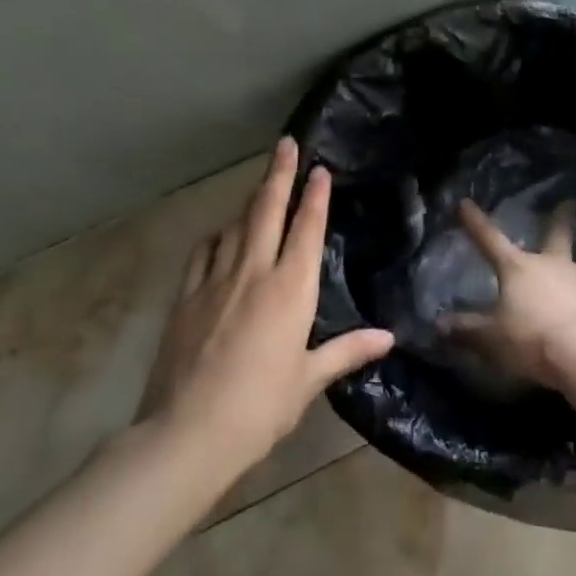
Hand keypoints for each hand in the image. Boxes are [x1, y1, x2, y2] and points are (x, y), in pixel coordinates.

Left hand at [138, 137, 393, 472]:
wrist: (188, 431)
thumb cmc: (261, 406)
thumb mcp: (309, 379)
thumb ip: (348, 350)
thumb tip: (389, 337)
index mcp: (291, 289)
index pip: (307, 228)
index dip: (315, 196)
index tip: (320, 169)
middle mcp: (254, 272)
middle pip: (268, 210)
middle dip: (280, 173)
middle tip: (286, 143)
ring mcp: (216, 280)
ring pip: (236, 225)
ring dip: (251, 201)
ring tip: (261, 185)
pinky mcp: (186, 296)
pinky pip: (204, 252)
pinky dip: (218, 236)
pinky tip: (222, 235)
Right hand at [448, 198, 575, 388]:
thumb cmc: (532, 340)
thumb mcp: (491, 339)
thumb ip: (467, 330)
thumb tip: (440, 324)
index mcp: (518, 269)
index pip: (489, 240)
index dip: (475, 223)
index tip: (464, 203)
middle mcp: (553, 264)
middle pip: (556, 235)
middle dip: (560, 220)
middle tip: (569, 204)